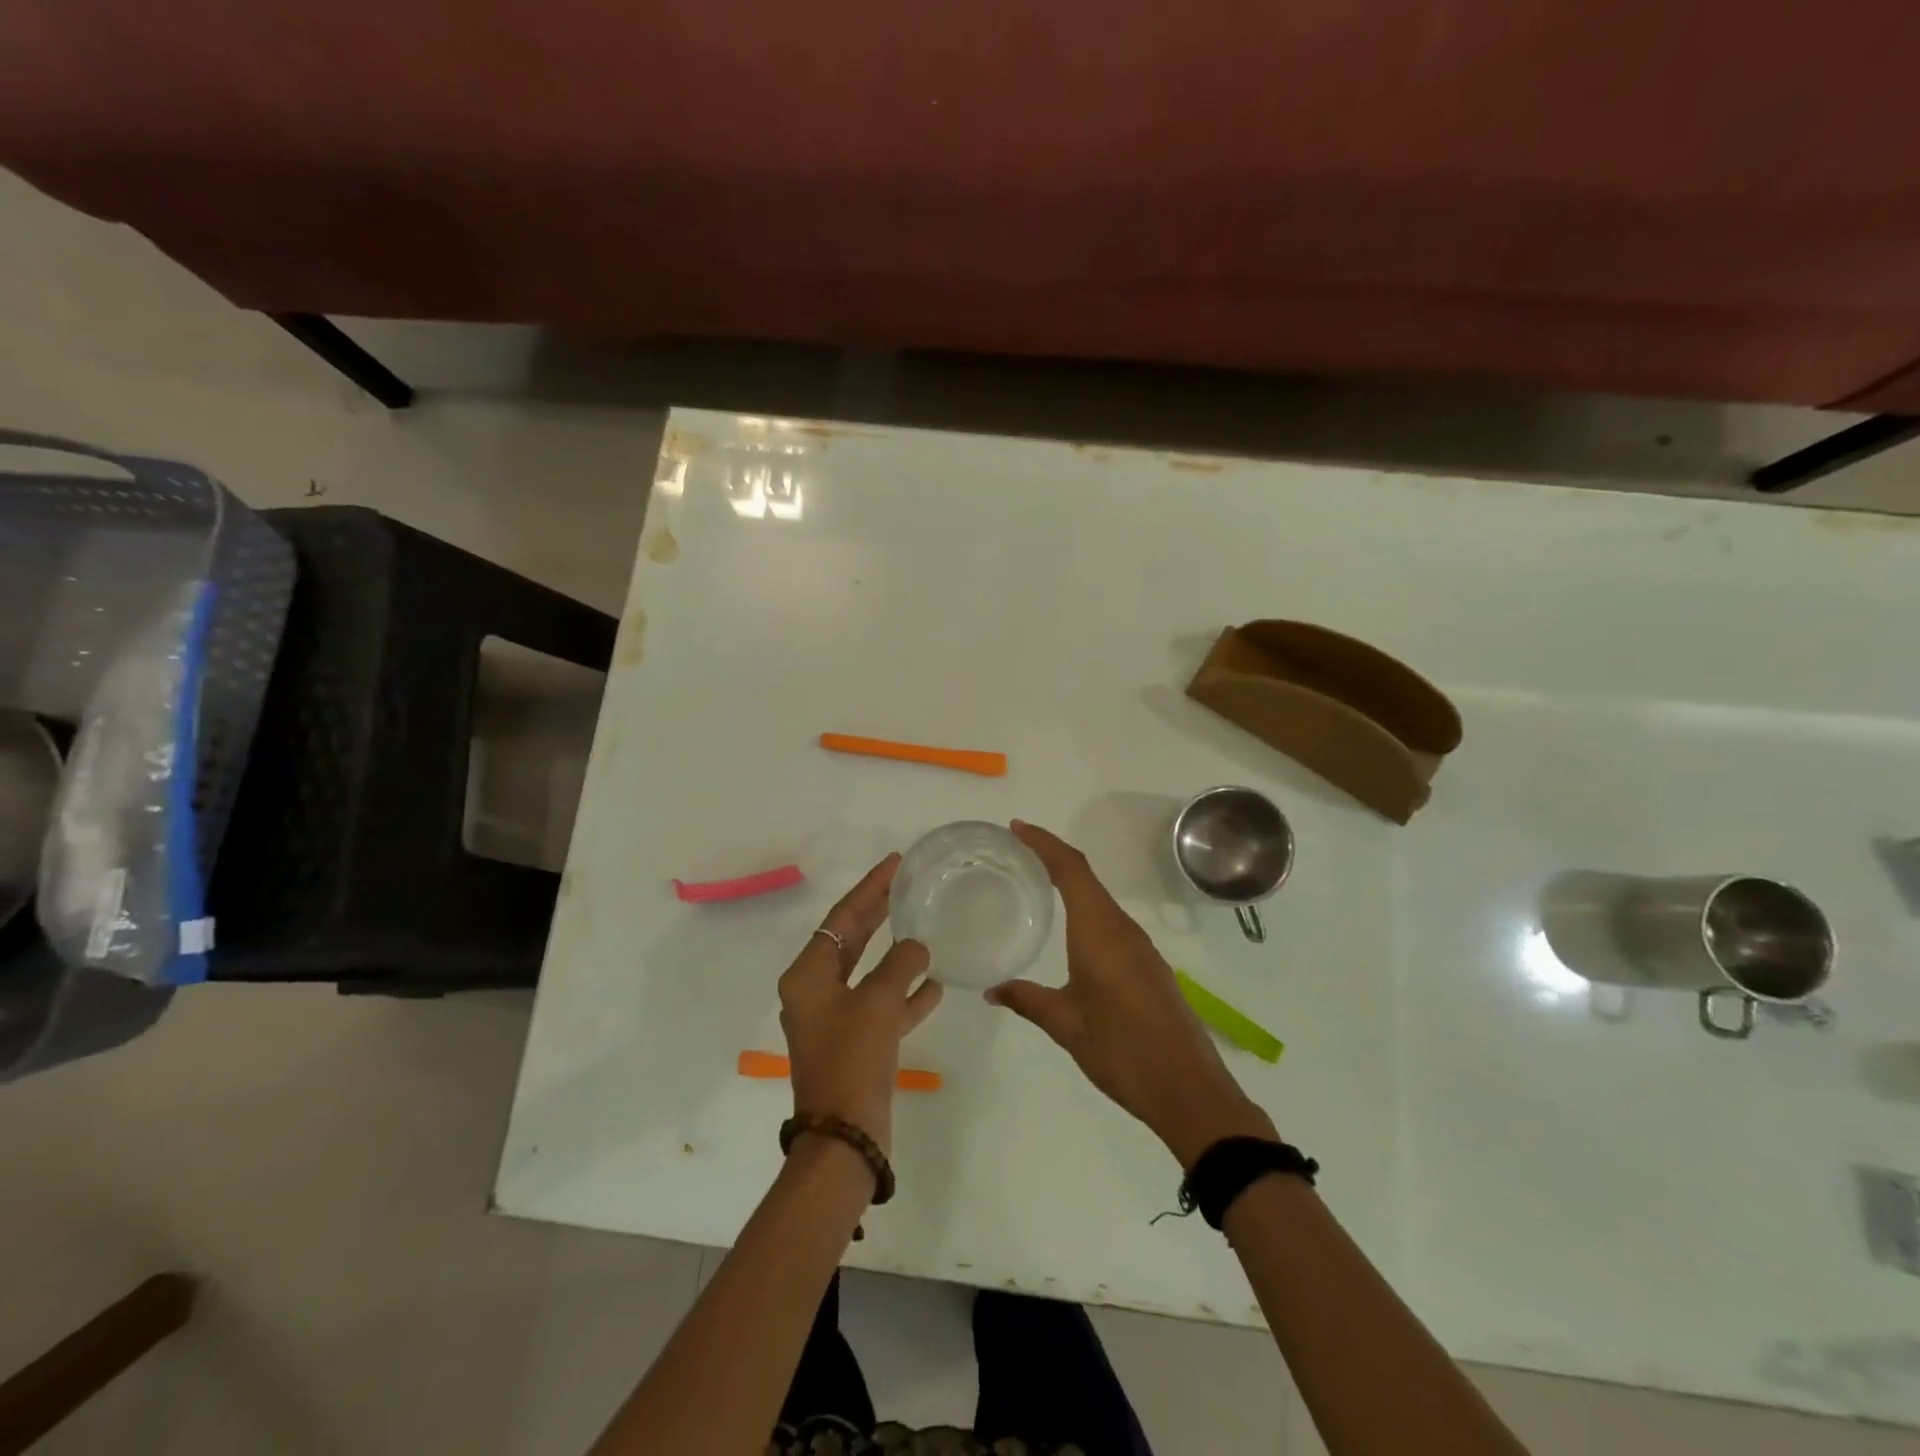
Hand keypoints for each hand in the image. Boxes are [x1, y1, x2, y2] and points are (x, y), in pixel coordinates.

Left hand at [778, 854, 943, 1159]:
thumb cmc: (853, 1059)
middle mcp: (817, 991)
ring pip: (870, 972)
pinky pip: (882, 1005)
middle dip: (879, 912)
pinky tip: (934, 984)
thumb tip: (917, 946)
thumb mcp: (878, 1002)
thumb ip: (899, 964)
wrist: (845, 1136)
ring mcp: (836, 1018)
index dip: (869, 888)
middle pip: (852, 939)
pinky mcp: (856, 1042)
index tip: (895, 863)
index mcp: (809, 975)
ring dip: (896, 953)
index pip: (842, 917)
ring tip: (924, 926)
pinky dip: (905, 993)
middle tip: (906, 884)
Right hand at [988, 821, 1276, 1166]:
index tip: (1017, 828)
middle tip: (1017, 852)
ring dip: (1071, 883)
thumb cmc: (1122, 1050)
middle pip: (1086, 877)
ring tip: (1037, 883)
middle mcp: (1122, 929)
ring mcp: (1140, 947)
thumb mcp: (1066, 1025)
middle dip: (1053, 857)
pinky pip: (1111, 922)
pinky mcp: (1149, 966)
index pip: (1071, 870)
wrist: (1188, 1090)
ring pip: (1100, 900)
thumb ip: (1027, 1000)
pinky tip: (1070, 930)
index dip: (1044, 843)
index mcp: (1100, 933)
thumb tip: (991, 989)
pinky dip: (1086, 910)